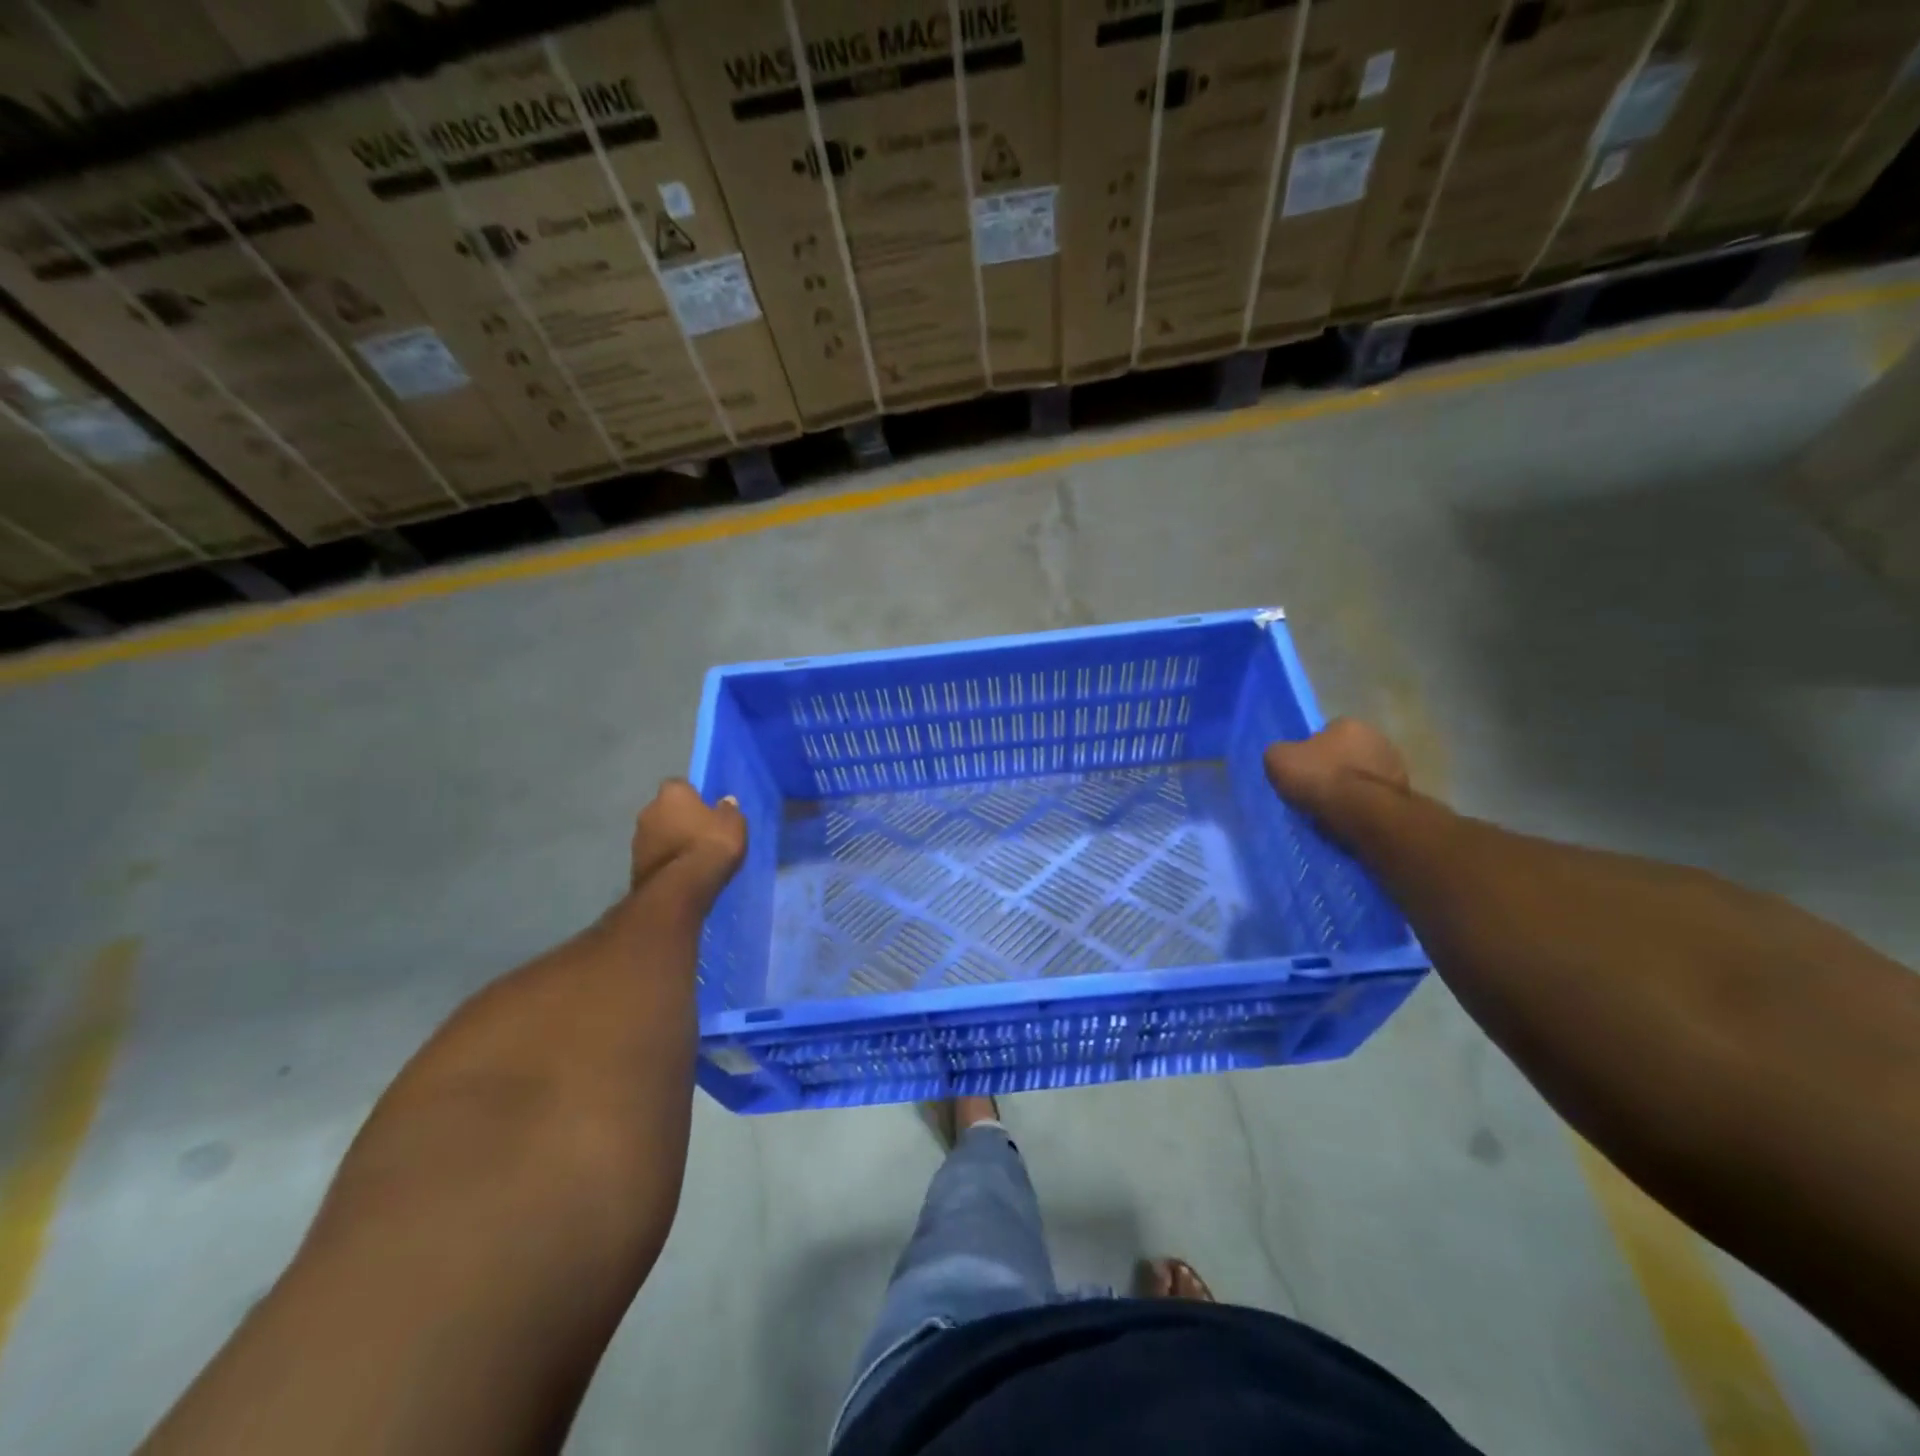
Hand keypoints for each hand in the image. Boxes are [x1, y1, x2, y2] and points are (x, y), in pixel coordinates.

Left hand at [630, 780, 746, 906]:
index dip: (693, 797)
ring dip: (669, 840)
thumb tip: (725, 802)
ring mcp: (637, 839)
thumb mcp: (734, 823)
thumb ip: (728, 810)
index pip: (680, 786)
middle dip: (678, 819)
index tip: (706, 809)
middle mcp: (648, 810)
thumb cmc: (711, 844)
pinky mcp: (634, 865)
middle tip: (698, 832)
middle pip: (665, 810)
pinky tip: (680, 871)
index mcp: (672, 793)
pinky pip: (654, 856)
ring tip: (690, 856)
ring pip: (657, 834)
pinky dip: (665, 860)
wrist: (681, 886)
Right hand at [1264, 718, 1408, 821]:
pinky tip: (1347, 818)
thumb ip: (1280, 752)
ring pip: (1363, 776)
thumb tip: (1285, 756)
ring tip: (1330, 809)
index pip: (1326, 731)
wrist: (1360, 812)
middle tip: (1315, 789)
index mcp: (1349, 724)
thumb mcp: (1278, 759)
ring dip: (1350, 788)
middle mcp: (1378, 738)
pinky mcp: (1403, 795)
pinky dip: (1362, 806)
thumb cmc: (1319, 777)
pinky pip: (1373, 797)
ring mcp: (1395, 767)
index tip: (1302, 770)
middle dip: (1334, 768)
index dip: (1311, 750)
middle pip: (1347, 753)